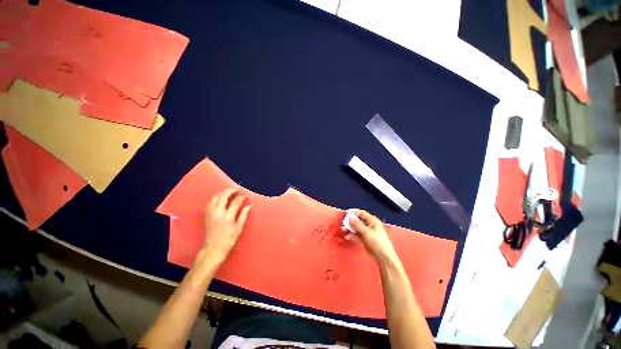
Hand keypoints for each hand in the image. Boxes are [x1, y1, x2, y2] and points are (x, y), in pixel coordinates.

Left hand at [202, 189, 250, 262]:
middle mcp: (218, 212)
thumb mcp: (239, 228)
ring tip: (229, 193)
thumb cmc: (228, 239)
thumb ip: (243, 216)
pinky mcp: (206, 215)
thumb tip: (248, 206)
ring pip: (215, 197)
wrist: (213, 248)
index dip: (241, 197)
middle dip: (231, 191)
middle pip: (224, 196)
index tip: (245, 196)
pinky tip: (220, 199)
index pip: (235, 201)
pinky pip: (210, 202)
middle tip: (237, 190)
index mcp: (228, 216)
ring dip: (223, 193)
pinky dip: (216, 198)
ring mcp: (211, 213)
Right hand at [348, 209, 397, 263]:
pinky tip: (347, 236)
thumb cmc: (376, 241)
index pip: (362, 213)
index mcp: (372, 221)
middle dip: (351, 221)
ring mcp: (367, 232)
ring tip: (343, 229)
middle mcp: (370, 225)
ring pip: (357, 228)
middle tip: (343, 222)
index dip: (354, 212)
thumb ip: (357, 224)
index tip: (346, 212)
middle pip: (359, 220)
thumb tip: (349, 217)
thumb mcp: (366, 232)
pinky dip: (352, 235)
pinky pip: (357, 235)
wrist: (383, 257)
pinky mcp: (365, 239)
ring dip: (350, 228)